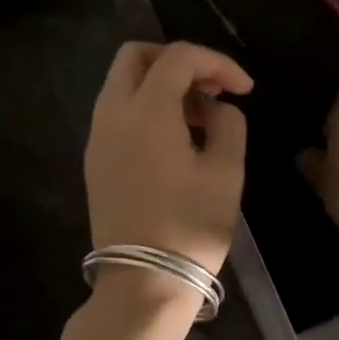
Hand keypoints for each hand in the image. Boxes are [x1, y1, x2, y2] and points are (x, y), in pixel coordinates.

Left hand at [85, 41, 252, 276]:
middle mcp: (111, 114)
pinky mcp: (94, 161)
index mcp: (145, 111)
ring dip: (159, 84)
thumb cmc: (190, 227)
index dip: (216, 62)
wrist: (142, 283)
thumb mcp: (226, 172)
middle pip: (135, 57)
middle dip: (176, 60)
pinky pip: (116, 113)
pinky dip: (144, 108)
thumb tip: (216, 109)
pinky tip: (174, 138)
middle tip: (210, 88)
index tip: (244, 89)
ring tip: (199, 117)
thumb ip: (229, 124)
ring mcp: (97, 138)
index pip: (177, 56)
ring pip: (122, 84)